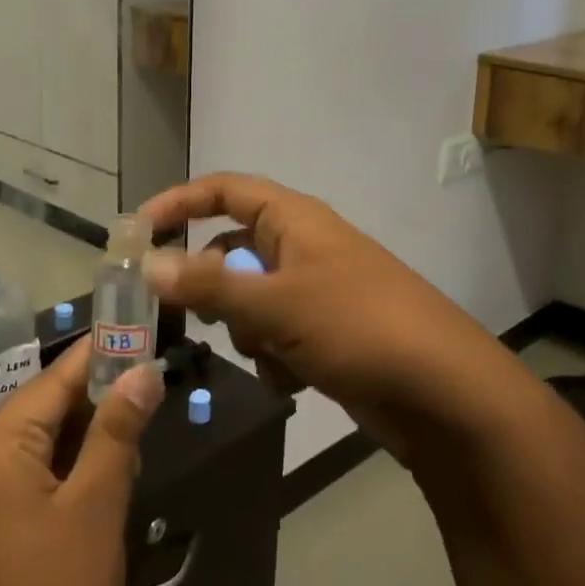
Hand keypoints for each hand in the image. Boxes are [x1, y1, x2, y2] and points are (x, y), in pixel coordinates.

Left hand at [0, 340, 164, 585]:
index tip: (140, 330)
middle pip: (43, 407)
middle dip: (96, 400)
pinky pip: (23, 474)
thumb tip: (143, 370)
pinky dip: (62, 469)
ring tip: (134, 434)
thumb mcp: (97, 508)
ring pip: (36, 442)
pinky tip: (101, 478)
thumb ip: (118, 430)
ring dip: (83, 437)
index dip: (100, 354)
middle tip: (149, 391)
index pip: (55, 379)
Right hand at [139, 173, 501, 464]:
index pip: (223, 190)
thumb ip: (207, 285)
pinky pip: (277, 334)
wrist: (446, 395)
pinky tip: (294, 380)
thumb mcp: (275, 304)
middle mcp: (302, 246)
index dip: (179, 203)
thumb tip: (148, 265)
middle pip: (231, 251)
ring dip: (248, 329)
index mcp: (293, 219)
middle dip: (213, 287)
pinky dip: (275, 356)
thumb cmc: (358, 327)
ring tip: (270, 353)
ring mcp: (317, 290)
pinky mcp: (328, 333)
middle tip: (189, 318)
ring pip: (251, 299)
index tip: (137, 233)